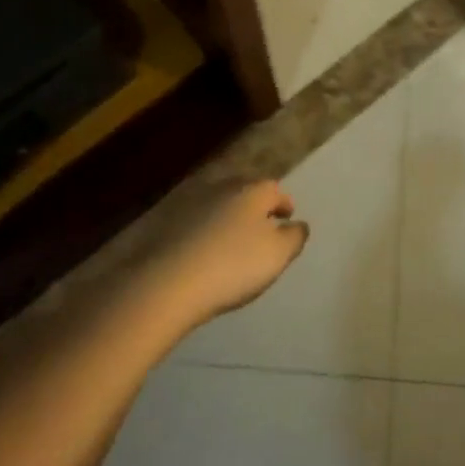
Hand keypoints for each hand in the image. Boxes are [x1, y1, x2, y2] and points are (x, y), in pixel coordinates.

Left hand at [139, 179, 307, 328]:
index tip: (288, 216)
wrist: (168, 281)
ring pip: (217, 200)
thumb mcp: (277, 255)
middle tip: (260, 224)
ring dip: (226, 213)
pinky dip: (202, 224)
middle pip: (245, 189)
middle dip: (255, 204)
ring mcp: (190, 197)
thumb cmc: (233, 266)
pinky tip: (201, 243)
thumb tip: (299, 224)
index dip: (284, 204)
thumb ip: (294, 237)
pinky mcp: (165, 215)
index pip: (275, 190)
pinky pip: (193, 215)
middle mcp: (223, 184)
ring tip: (230, 235)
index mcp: (253, 190)